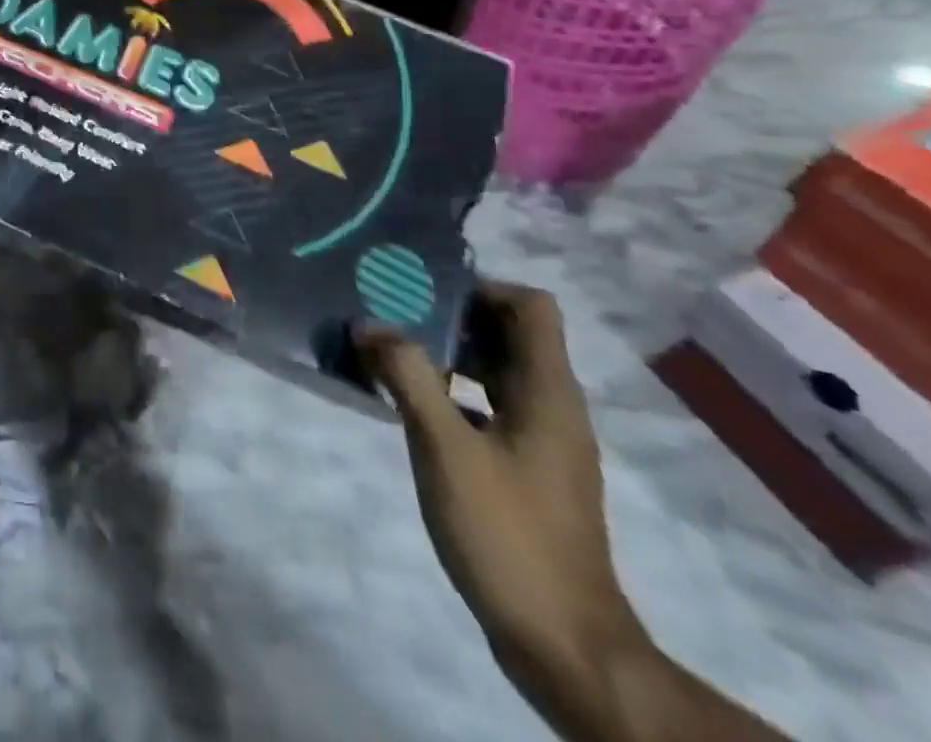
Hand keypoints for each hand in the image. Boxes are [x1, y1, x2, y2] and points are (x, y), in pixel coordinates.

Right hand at [356, 281, 647, 688]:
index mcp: (549, 394)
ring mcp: (541, 442)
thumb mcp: (444, 447)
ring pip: (495, 371)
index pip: (531, 308)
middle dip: (451, 316)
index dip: (482, 288)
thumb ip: (407, 377)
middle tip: (391, 313)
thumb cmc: (506, 532)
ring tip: (389, 351)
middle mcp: (552, 408)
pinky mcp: (525, 471)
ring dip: (446, 354)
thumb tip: (369, 323)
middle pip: (510, 334)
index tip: (424, 293)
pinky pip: (487, 407)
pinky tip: (406, 405)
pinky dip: (450, 392)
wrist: (561, 642)